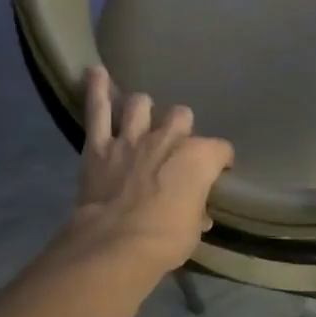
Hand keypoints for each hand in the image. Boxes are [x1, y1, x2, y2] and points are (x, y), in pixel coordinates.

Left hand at [67, 66, 233, 279]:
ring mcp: (132, 138)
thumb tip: (198, 214)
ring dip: (142, 109)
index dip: (220, 160)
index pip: (220, 150)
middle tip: (175, 143)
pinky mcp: (100, 146)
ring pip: (140, 105)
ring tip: (140, 115)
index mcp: (199, 158)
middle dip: (180, 127)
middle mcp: (169, 139)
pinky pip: (98, 110)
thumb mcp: (193, 230)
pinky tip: (94, 72)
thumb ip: (195, 211)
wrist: (117, 244)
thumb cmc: (167, 240)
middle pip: (181, 116)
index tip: (218, 170)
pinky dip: (97, 90)